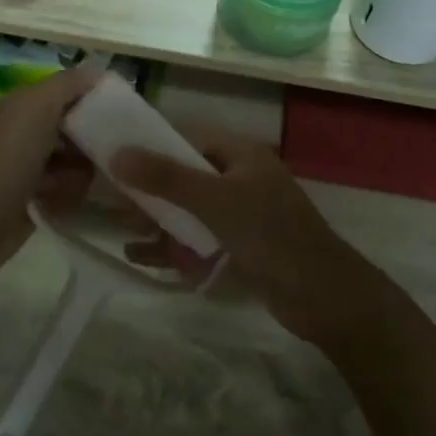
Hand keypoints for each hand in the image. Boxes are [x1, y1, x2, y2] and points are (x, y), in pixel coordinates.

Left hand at [0, 68, 98, 284]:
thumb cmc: (8, 159)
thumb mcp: (37, 108)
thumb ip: (68, 84)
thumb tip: (98, 71)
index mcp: (24, 104)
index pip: (70, 91)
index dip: (95, 98)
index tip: (122, 113)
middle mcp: (26, 130)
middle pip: (76, 127)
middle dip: (90, 141)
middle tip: (104, 154)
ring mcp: (30, 166)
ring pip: (76, 161)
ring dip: (78, 173)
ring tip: (67, 184)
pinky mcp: (34, 198)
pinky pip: (68, 189)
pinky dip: (67, 195)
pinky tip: (58, 203)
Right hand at [112, 128, 390, 351]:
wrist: (323, 296)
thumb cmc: (269, 234)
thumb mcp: (214, 201)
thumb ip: (165, 177)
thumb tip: (116, 153)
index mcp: (240, 154)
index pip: (187, 139)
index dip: (151, 146)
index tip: (114, 157)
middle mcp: (240, 177)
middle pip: (185, 176)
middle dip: (149, 190)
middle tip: (112, 202)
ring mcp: (242, 214)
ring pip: (189, 210)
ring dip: (157, 219)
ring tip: (121, 230)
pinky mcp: (241, 247)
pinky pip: (198, 239)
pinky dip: (172, 245)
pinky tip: (140, 256)